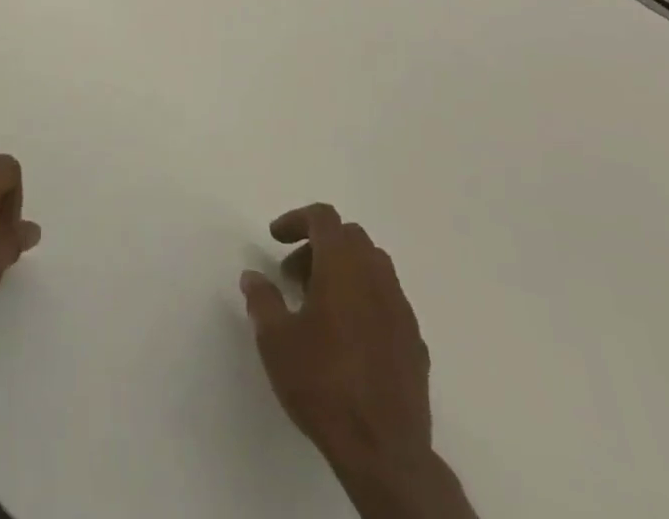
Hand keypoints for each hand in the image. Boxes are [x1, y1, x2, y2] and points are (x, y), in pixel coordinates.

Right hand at [242, 205, 472, 518]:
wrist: (384, 451)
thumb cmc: (323, 384)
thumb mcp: (276, 341)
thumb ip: (262, 300)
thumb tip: (253, 276)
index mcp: (343, 265)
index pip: (323, 217)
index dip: (296, 219)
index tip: (275, 238)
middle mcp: (376, 275)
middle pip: (349, 237)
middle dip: (318, 247)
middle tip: (292, 277)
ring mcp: (401, 308)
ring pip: (372, 267)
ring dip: (343, 272)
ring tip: (318, 307)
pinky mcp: (414, 340)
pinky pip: (386, 302)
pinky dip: (364, 302)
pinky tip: (348, 339)